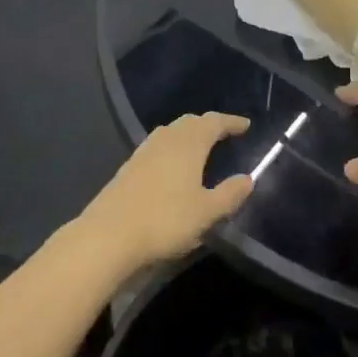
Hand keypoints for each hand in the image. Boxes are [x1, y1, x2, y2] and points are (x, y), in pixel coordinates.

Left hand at [78, 114, 253, 270]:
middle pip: (190, 122)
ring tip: (200, 147)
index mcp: (189, 144)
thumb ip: (229, 194)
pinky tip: (172, 165)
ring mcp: (144, 151)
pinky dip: (172, 147)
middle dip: (208, 125)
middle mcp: (167, 139)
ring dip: (188, 134)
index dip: (231, 122)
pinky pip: (158, 146)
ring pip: (171, 132)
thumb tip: (247, 179)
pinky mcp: (129, 166)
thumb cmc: (165, 220)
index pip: (214, 123)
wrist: (110, 234)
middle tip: (224, 133)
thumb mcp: (206, 212)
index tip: (245, 125)